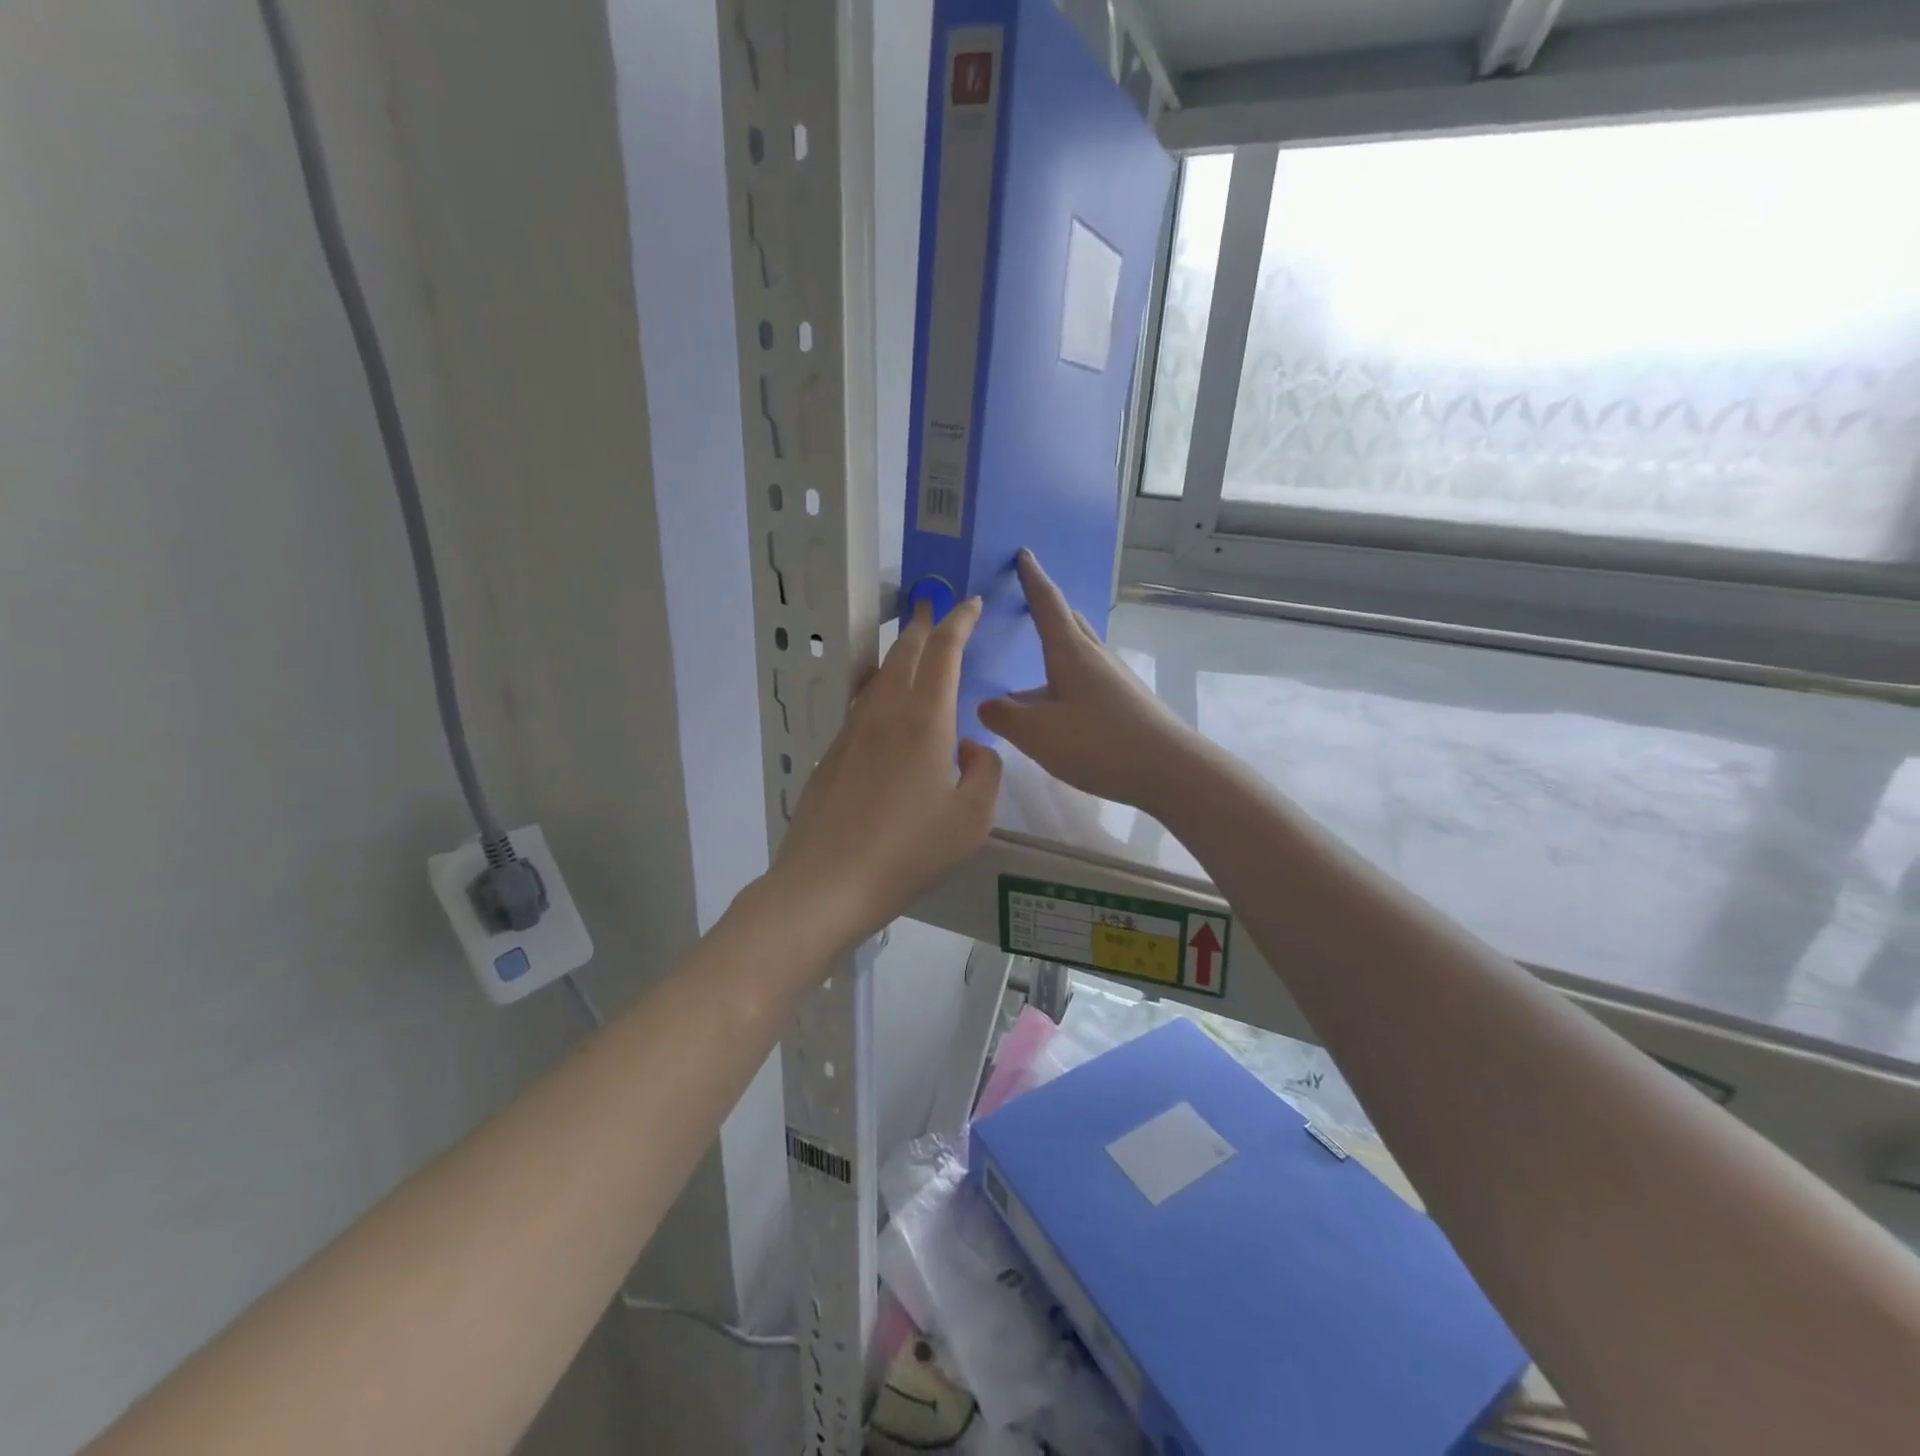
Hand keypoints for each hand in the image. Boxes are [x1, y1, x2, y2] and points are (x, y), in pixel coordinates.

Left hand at [767, 598, 1002, 956]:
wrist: (828, 881)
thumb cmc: (910, 850)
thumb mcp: (973, 818)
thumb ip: (984, 771)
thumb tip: (969, 746)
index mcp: (925, 719)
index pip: (944, 651)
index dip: (959, 621)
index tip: (970, 603)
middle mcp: (885, 712)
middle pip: (904, 652)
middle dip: (924, 625)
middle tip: (935, 608)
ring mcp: (852, 730)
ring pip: (878, 674)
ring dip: (898, 652)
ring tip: (912, 645)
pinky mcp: (831, 752)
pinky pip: (861, 703)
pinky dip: (879, 686)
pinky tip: (883, 702)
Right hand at [978, 551, 1195, 812]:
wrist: (1170, 770)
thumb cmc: (1099, 743)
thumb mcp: (1038, 734)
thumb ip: (1005, 716)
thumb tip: (986, 704)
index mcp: (1071, 652)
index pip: (1047, 603)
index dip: (1032, 578)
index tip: (1023, 554)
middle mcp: (1095, 656)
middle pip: (1068, 622)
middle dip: (1047, 609)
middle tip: (1027, 603)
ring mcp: (1115, 678)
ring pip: (1079, 652)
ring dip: (1057, 649)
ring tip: (1033, 666)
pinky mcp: (1126, 702)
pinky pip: (1088, 677)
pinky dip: (1067, 678)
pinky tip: (1059, 706)